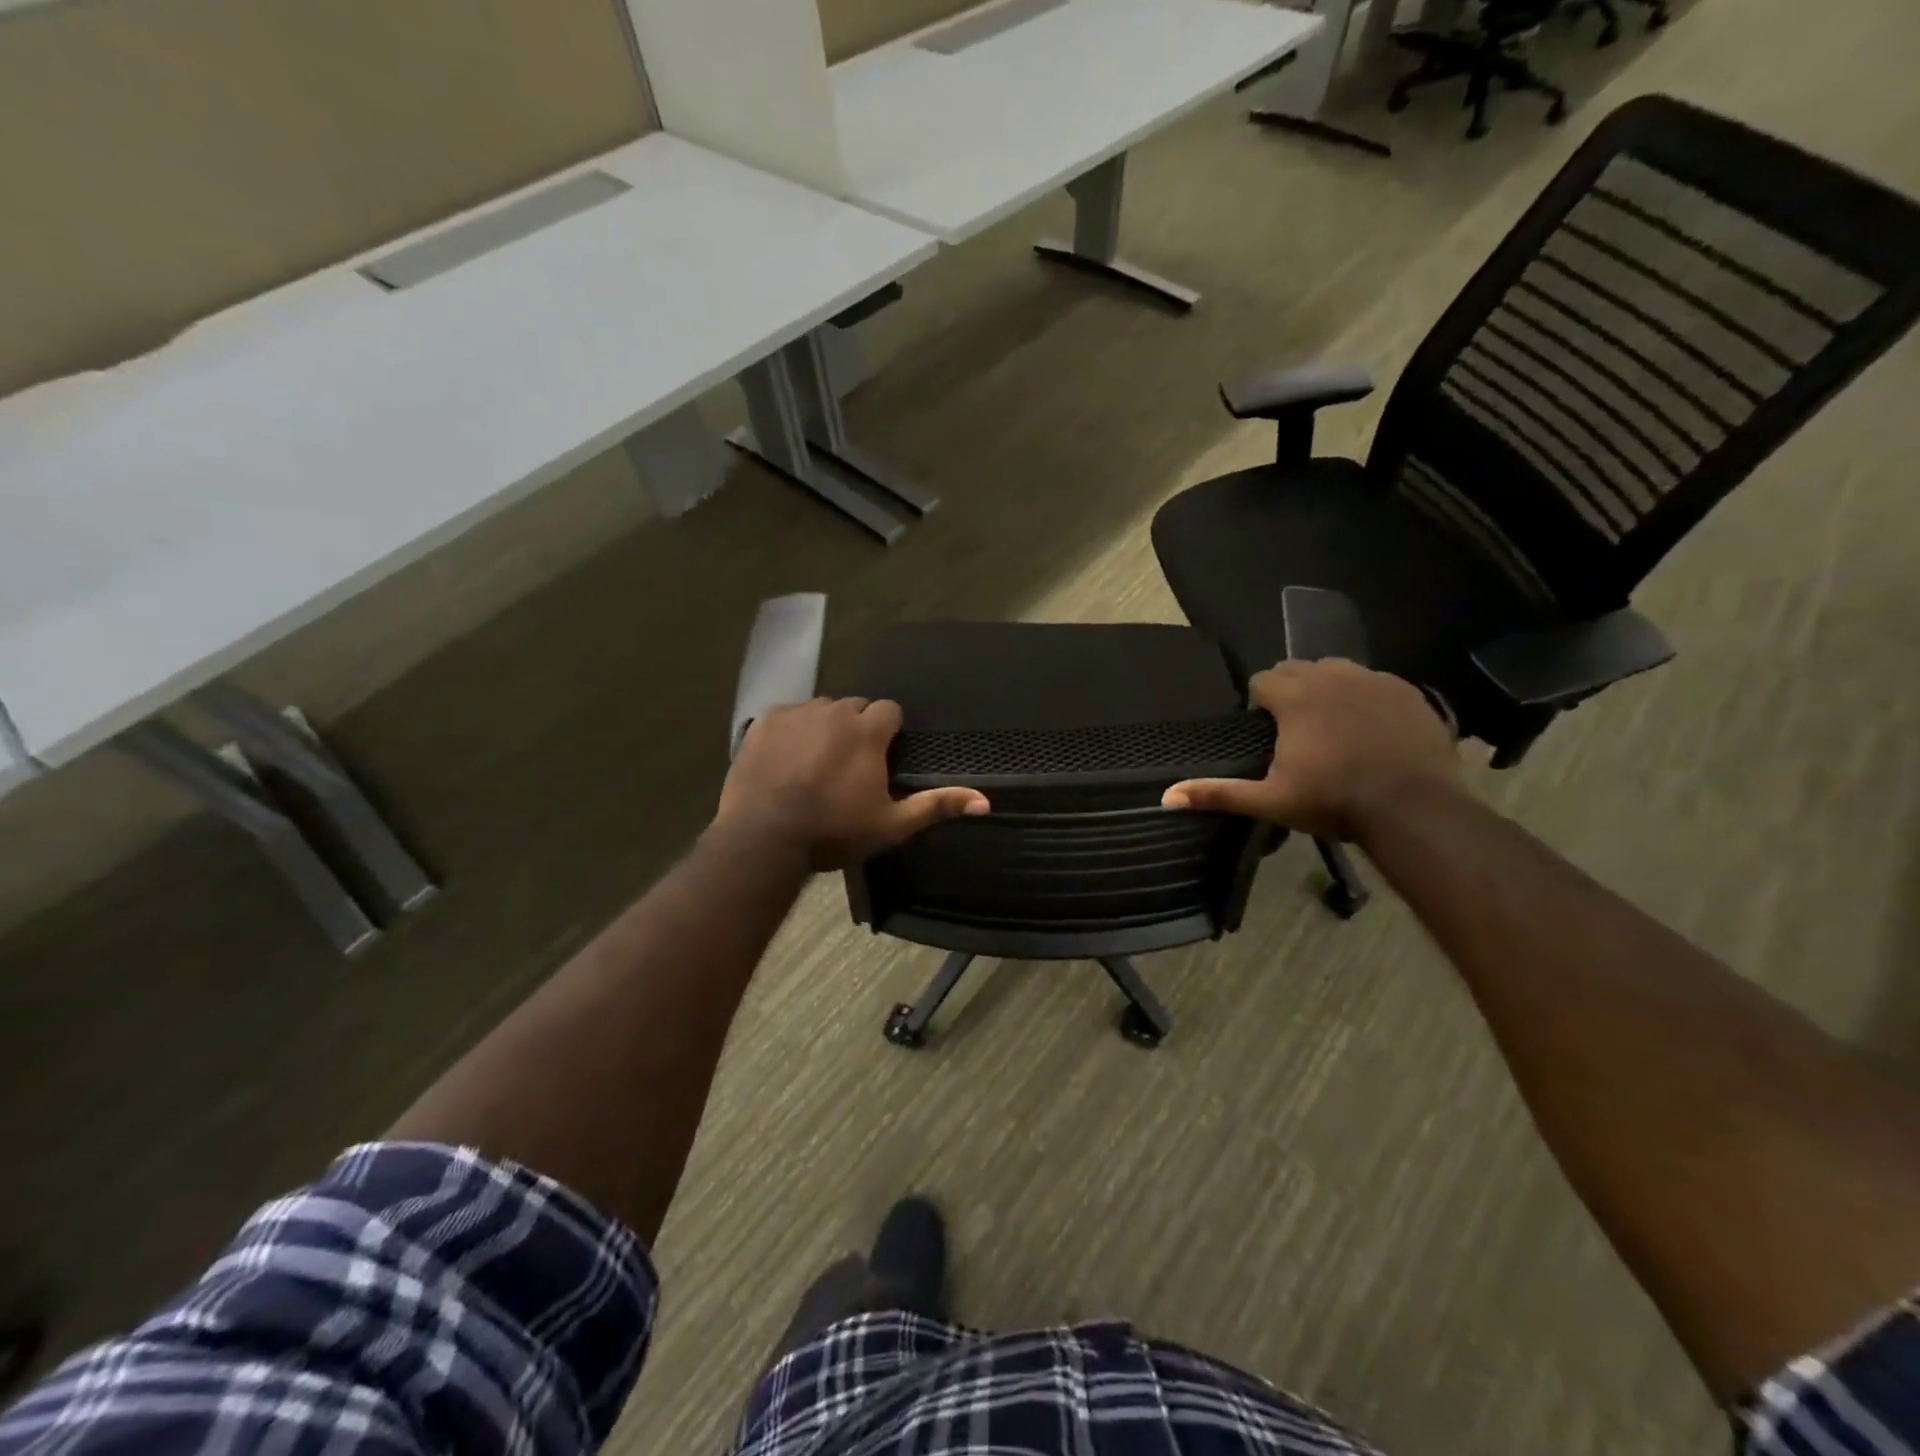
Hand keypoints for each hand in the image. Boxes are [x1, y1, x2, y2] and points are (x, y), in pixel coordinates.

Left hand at [717, 698, 988, 870]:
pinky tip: (786, 760)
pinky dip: (791, 731)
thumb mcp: (891, 824)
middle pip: (855, 708)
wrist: (764, 838)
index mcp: (867, 731)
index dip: (888, 733)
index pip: (890, 710)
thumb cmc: (834, 831)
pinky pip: (787, 716)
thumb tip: (985, 802)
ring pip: (820, 710)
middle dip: (857, 729)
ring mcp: (796, 713)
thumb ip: (937, 806)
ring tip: (815, 763)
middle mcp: (834, 710)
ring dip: (824, 728)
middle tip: (849, 765)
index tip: (882, 758)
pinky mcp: (764, 721)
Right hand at [1162, 659, 1458, 842]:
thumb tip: (1166, 796)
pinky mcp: (1406, 691)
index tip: (1266, 731)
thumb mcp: (1270, 801)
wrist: (1414, 808)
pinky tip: (1369, 728)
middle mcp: (1331, 677)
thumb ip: (1218, 793)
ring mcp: (1373, 680)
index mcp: (1295, 698)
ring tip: (1331, 724)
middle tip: (1295, 731)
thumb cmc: (1334, 802)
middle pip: (1297, 668)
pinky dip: (1363, 696)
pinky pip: (1373, 680)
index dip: (1259, 703)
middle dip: (1290, 691)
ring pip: (1336, 669)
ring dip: (1325, 688)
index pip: (1263, 679)